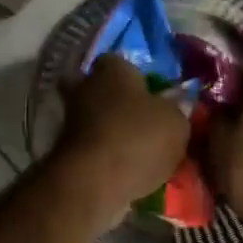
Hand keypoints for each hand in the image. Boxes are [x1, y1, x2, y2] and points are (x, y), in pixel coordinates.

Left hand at [55, 56, 190, 205]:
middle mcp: (85, 86)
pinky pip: (91, 144)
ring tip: (139, 148)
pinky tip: (125, 166)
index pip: (120, 60)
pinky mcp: (65, 148)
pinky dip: (104, 152)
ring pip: (94, 116)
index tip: (151, 91)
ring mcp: (71, 118)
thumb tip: (176, 104)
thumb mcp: (176, 122)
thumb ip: (177, 109)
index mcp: (112, 68)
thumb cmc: (138, 138)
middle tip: (142, 118)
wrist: (94, 181)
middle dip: (117, 100)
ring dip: (110, 128)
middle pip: (101, 87)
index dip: (135, 75)